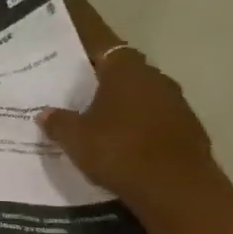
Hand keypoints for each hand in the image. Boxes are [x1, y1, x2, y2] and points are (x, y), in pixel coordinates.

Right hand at [42, 0, 223, 215]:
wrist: (176, 189)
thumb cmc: (119, 150)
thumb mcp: (75, 138)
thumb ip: (58, 122)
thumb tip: (45, 112)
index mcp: (126, 70)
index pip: (103, 44)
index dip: (87, 44)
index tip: (71, 48)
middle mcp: (155, 78)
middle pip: (124, 70)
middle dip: (104, 78)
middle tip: (78, 89)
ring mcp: (176, 104)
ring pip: (142, 95)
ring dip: (124, 102)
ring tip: (98, 118)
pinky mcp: (188, 130)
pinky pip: (155, 119)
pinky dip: (140, 125)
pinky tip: (122, 142)